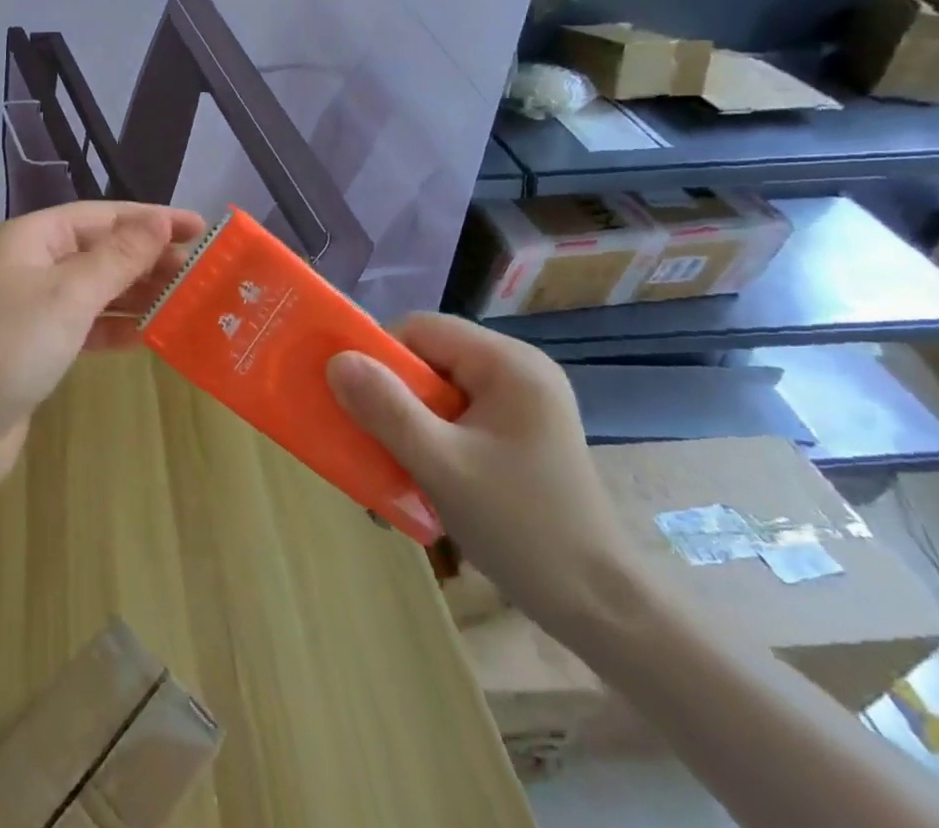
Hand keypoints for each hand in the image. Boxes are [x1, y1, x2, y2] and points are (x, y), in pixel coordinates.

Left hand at [0, 202, 203, 498]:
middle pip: (99, 251)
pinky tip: (150, 335)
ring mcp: (31, 308)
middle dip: (148, 259)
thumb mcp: (70, 295)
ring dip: (137, 293)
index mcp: (31, 238)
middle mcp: (30, 264)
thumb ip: (118, 257)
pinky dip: (116, 327)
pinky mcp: (35, 348)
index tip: (199, 229)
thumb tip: (158, 220)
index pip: (102, 216)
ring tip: (187, 300)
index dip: (150, 219)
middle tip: (203, 271)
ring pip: (95, 289)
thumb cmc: (9, 346)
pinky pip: (85, 325)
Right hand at [326, 315, 651, 636]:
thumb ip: (386, 409)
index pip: (420, 329)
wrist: (603, 609)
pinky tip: (422, 477)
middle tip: (370, 440)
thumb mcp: (442, 467)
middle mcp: (517, 370)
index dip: (379, 356)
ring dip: (407, 422)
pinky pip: (456, 415)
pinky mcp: (520, 431)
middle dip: (391, 397)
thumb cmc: (524, 530)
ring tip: (392, 465)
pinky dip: (430, 438)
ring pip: (438, 389)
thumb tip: (336, 360)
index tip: (356, 402)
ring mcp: (522, 402)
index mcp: (507, 363)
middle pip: (427, 358)